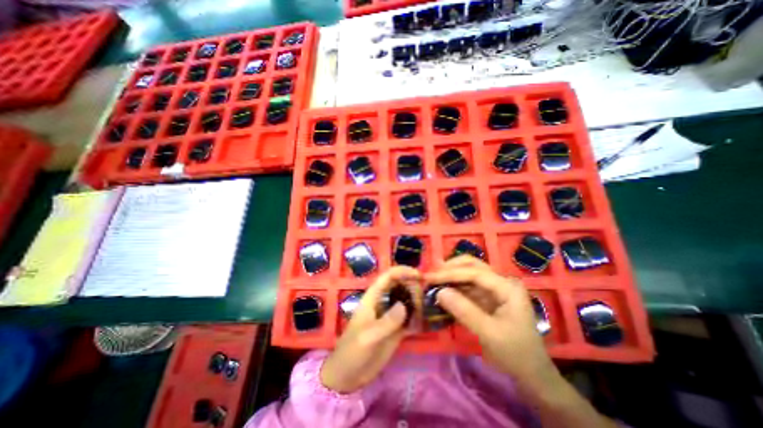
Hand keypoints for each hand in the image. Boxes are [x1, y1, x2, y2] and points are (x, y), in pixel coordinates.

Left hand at [319, 265, 419, 393]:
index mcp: (373, 297)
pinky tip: (425, 321)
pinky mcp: (396, 329)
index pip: (388, 277)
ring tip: (427, 308)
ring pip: (406, 300)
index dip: (403, 271)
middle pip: (399, 285)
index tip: (419, 275)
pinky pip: (409, 317)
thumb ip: (386, 322)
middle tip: (427, 294)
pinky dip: (417, 316)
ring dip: (417, 300)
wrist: (348, 375)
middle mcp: (383, 302)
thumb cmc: (353, 351)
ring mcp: (390, 315)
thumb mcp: (368, 337)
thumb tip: (404, 306)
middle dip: (413, 285)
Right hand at [429, 256, 558, 392]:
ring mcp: (495, 290)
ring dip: (451, 276)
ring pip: (469, 274)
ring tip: (433, 280)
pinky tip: (443, 290)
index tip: (430, 277)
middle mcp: (501, 282)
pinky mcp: (488, 298)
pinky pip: (468, 287)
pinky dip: (455, 287)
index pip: (475, 273)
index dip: (451, 273)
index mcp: (507, 287)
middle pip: (473, 266)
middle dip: (451, 268)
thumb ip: (464, 310)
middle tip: (432, 274)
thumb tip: (439, 291)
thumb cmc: (516, 354)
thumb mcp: (489, 333)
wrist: (532, 375)